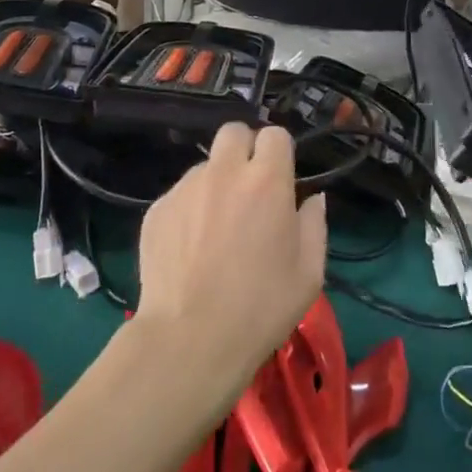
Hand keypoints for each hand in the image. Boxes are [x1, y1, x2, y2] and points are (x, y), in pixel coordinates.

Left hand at [134, 124, 326, 396]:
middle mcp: (224, 172)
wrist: (190, 339)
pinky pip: (179, 195)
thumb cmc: (261, 307)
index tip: (281, 180)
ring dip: (216, 182)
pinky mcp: (156, 209)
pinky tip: (190, 248)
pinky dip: (189, 210)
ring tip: (216, 227)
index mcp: (267, 181)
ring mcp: (185, 188)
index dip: (280, 153)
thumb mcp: (309, 272)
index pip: (275, 135)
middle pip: (234, 132)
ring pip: (204, 165)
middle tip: (249, 188)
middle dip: (244, 150)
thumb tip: (312, 198)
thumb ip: (315, 224)